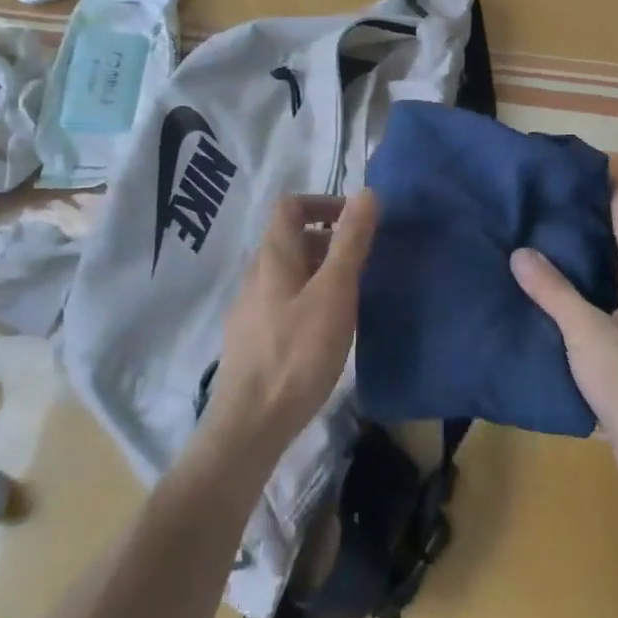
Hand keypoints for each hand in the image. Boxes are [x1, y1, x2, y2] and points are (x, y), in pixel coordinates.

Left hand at [209, 190, 379, 453]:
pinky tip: (327, 330)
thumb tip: (366, 192)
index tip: (356, 221)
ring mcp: (251, 308)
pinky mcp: (254, 339)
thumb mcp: (334, 293)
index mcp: (273, 256)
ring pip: (289, 272)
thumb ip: (350, 242)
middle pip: (291, 238)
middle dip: (329, 240)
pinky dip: (310, 298)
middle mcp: (256, 275)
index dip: (324, 202)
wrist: (250, 424)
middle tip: (363, 263)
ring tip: (352, 296)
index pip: (290, 205)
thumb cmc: (297, 353)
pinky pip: (284, 301)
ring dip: (321, 271)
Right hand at [510, 186, 617, 494]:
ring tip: (544, 242)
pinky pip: (610, 302)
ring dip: (587, 256)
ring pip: (617, 273)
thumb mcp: (585, 333)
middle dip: (591, 219)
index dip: (608, 188)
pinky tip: (556, 296)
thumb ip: (553, 291)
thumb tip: (521, 252)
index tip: (573, 170)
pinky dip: (586, 289)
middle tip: (546, 203)